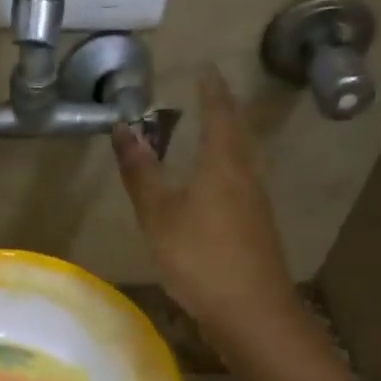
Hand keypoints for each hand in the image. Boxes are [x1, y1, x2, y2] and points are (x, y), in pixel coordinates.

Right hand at [112, 67, 299, 335]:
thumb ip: (141, 172)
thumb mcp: (159, 214)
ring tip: (211, 133)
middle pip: (238, 134)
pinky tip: (217, 186)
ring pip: (242, 159)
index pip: (219, 114)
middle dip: (224, 111)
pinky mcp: (257, 229)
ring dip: (228, 140)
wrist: (250, 312)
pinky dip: (227, 169)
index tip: (206, 69)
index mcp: (223, 164)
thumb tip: (123, 128)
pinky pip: (242, 184)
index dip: (212, 90)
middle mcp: (246, 176)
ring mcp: (256, 205)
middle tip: (210, 95)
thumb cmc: (200, 257)